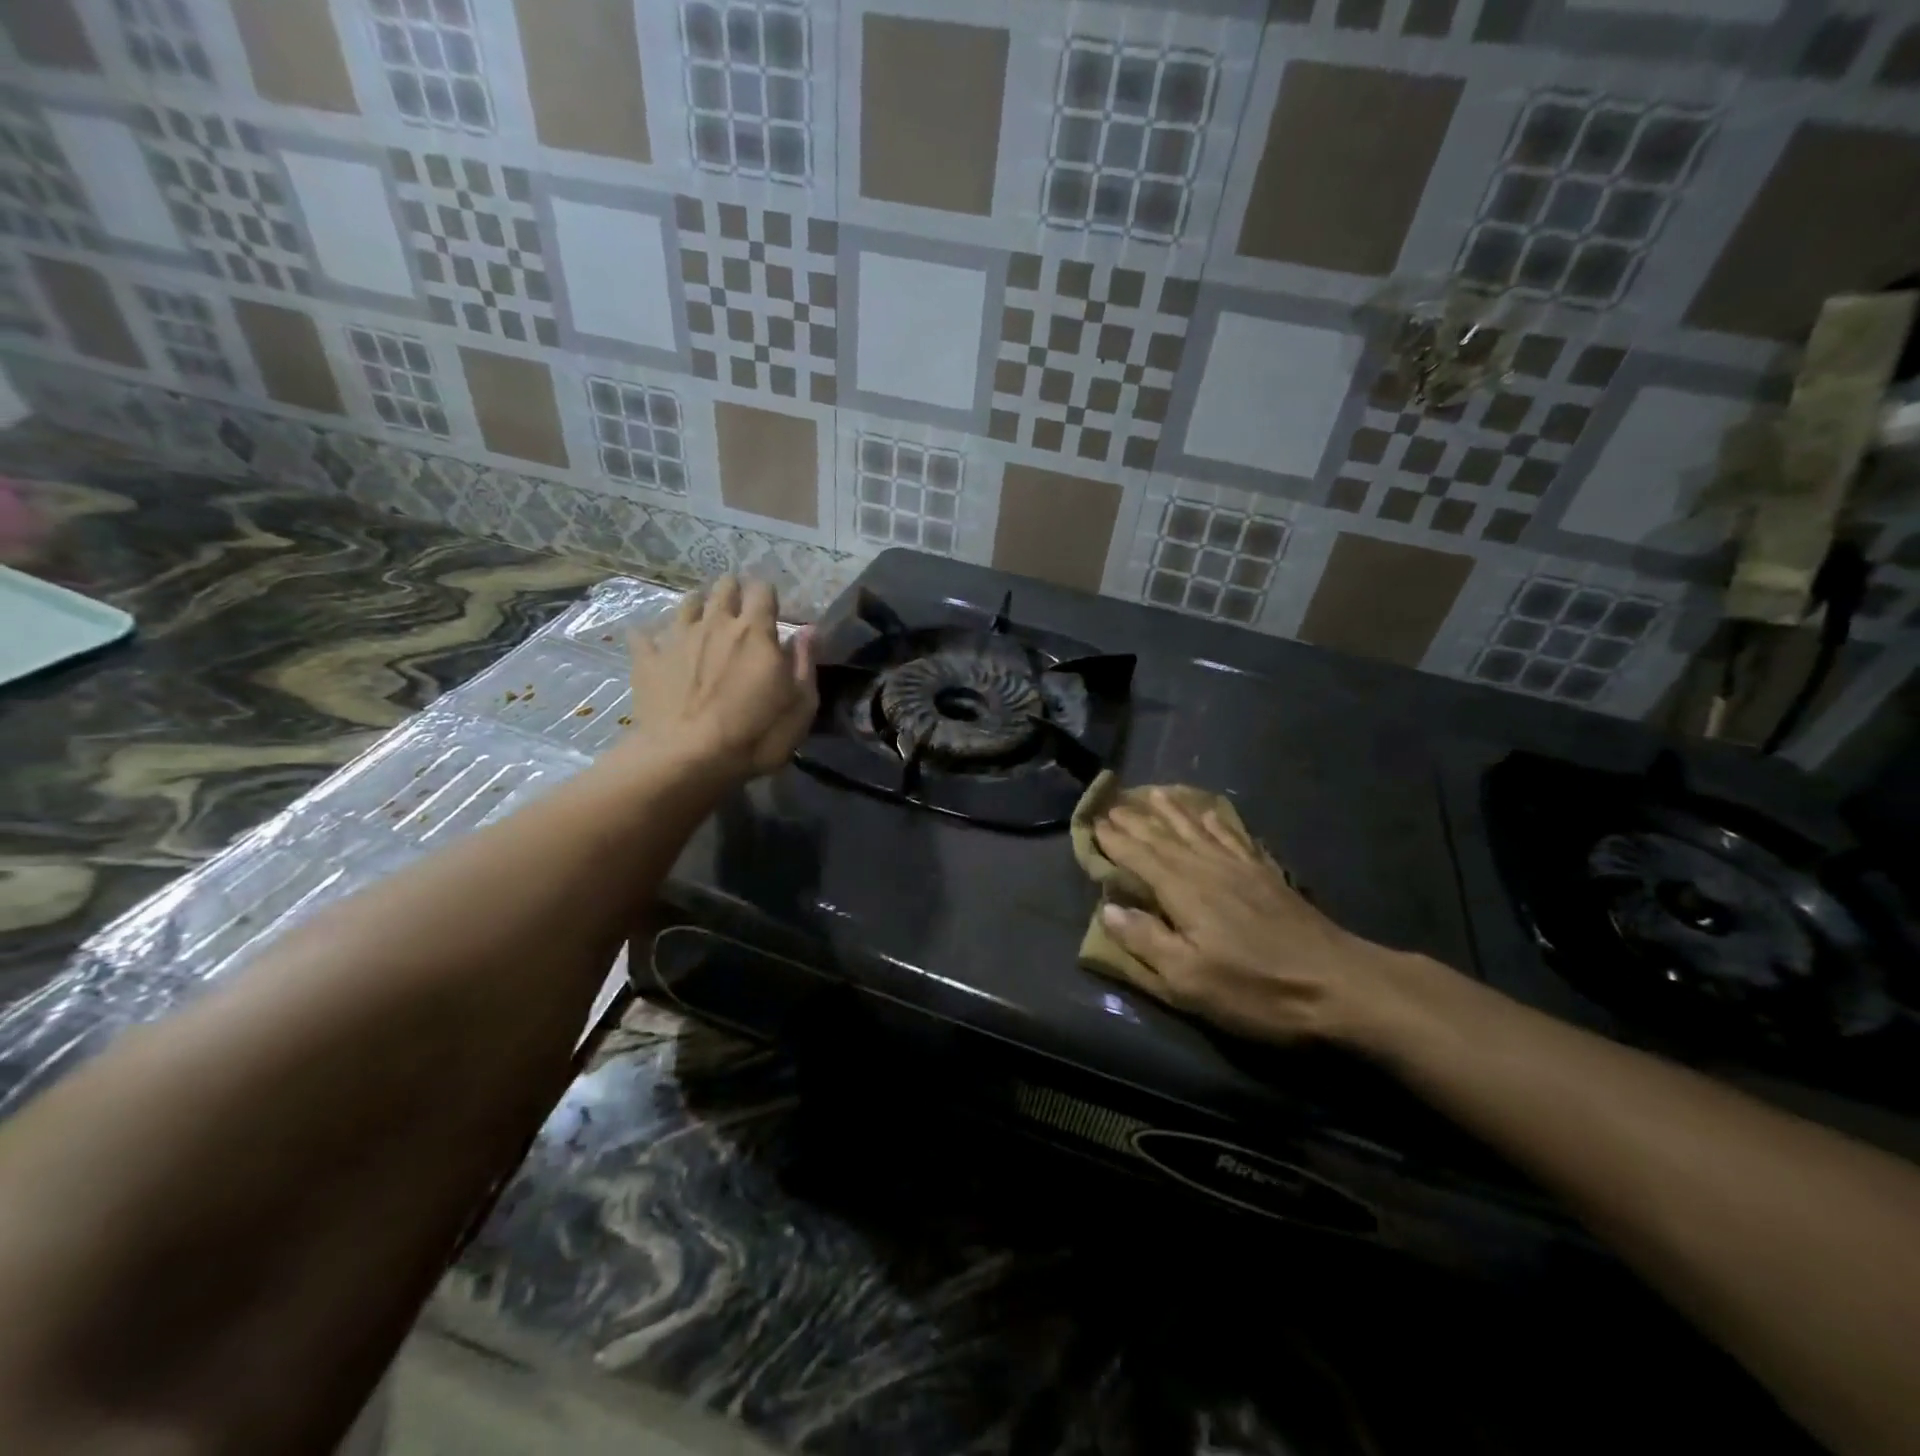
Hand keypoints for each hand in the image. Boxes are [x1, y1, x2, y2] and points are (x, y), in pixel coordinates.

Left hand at [626, 576, 816, 780]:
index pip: (762, 590)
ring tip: (703, 624)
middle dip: (733, 592)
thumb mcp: (801, 706)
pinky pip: (644, 636)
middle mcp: (715, 623)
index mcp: (755, 632)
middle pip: (724, 587)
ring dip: (698, 607)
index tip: (771, 611)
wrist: (687, 759)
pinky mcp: (647, 660)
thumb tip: (808, 630)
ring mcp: (677, 639)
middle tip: (739, 613)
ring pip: (686, 603)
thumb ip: (805, 663)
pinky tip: (656, 647)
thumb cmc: (755, 735)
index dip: (767, 596)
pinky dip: (652, 638)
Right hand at [1093, 789, 1429, 1046]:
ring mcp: (1240, 868)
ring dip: (1172, 811)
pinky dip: (1215, 821)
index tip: (1094, 823)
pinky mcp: (1266, 875)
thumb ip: (1146, 940)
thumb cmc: (1256, 989)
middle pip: (1164, 837)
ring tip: (1154, 793)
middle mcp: (1207, 868)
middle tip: (1114, 803)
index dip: (1115, 840)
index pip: (1139, 857)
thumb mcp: (1189, 980)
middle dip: (1136, 820)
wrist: (1338, 984)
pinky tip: (1210, 813)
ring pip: (1197, 829)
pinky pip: (1232, 835)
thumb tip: (1108, 908)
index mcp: (1183, 891)